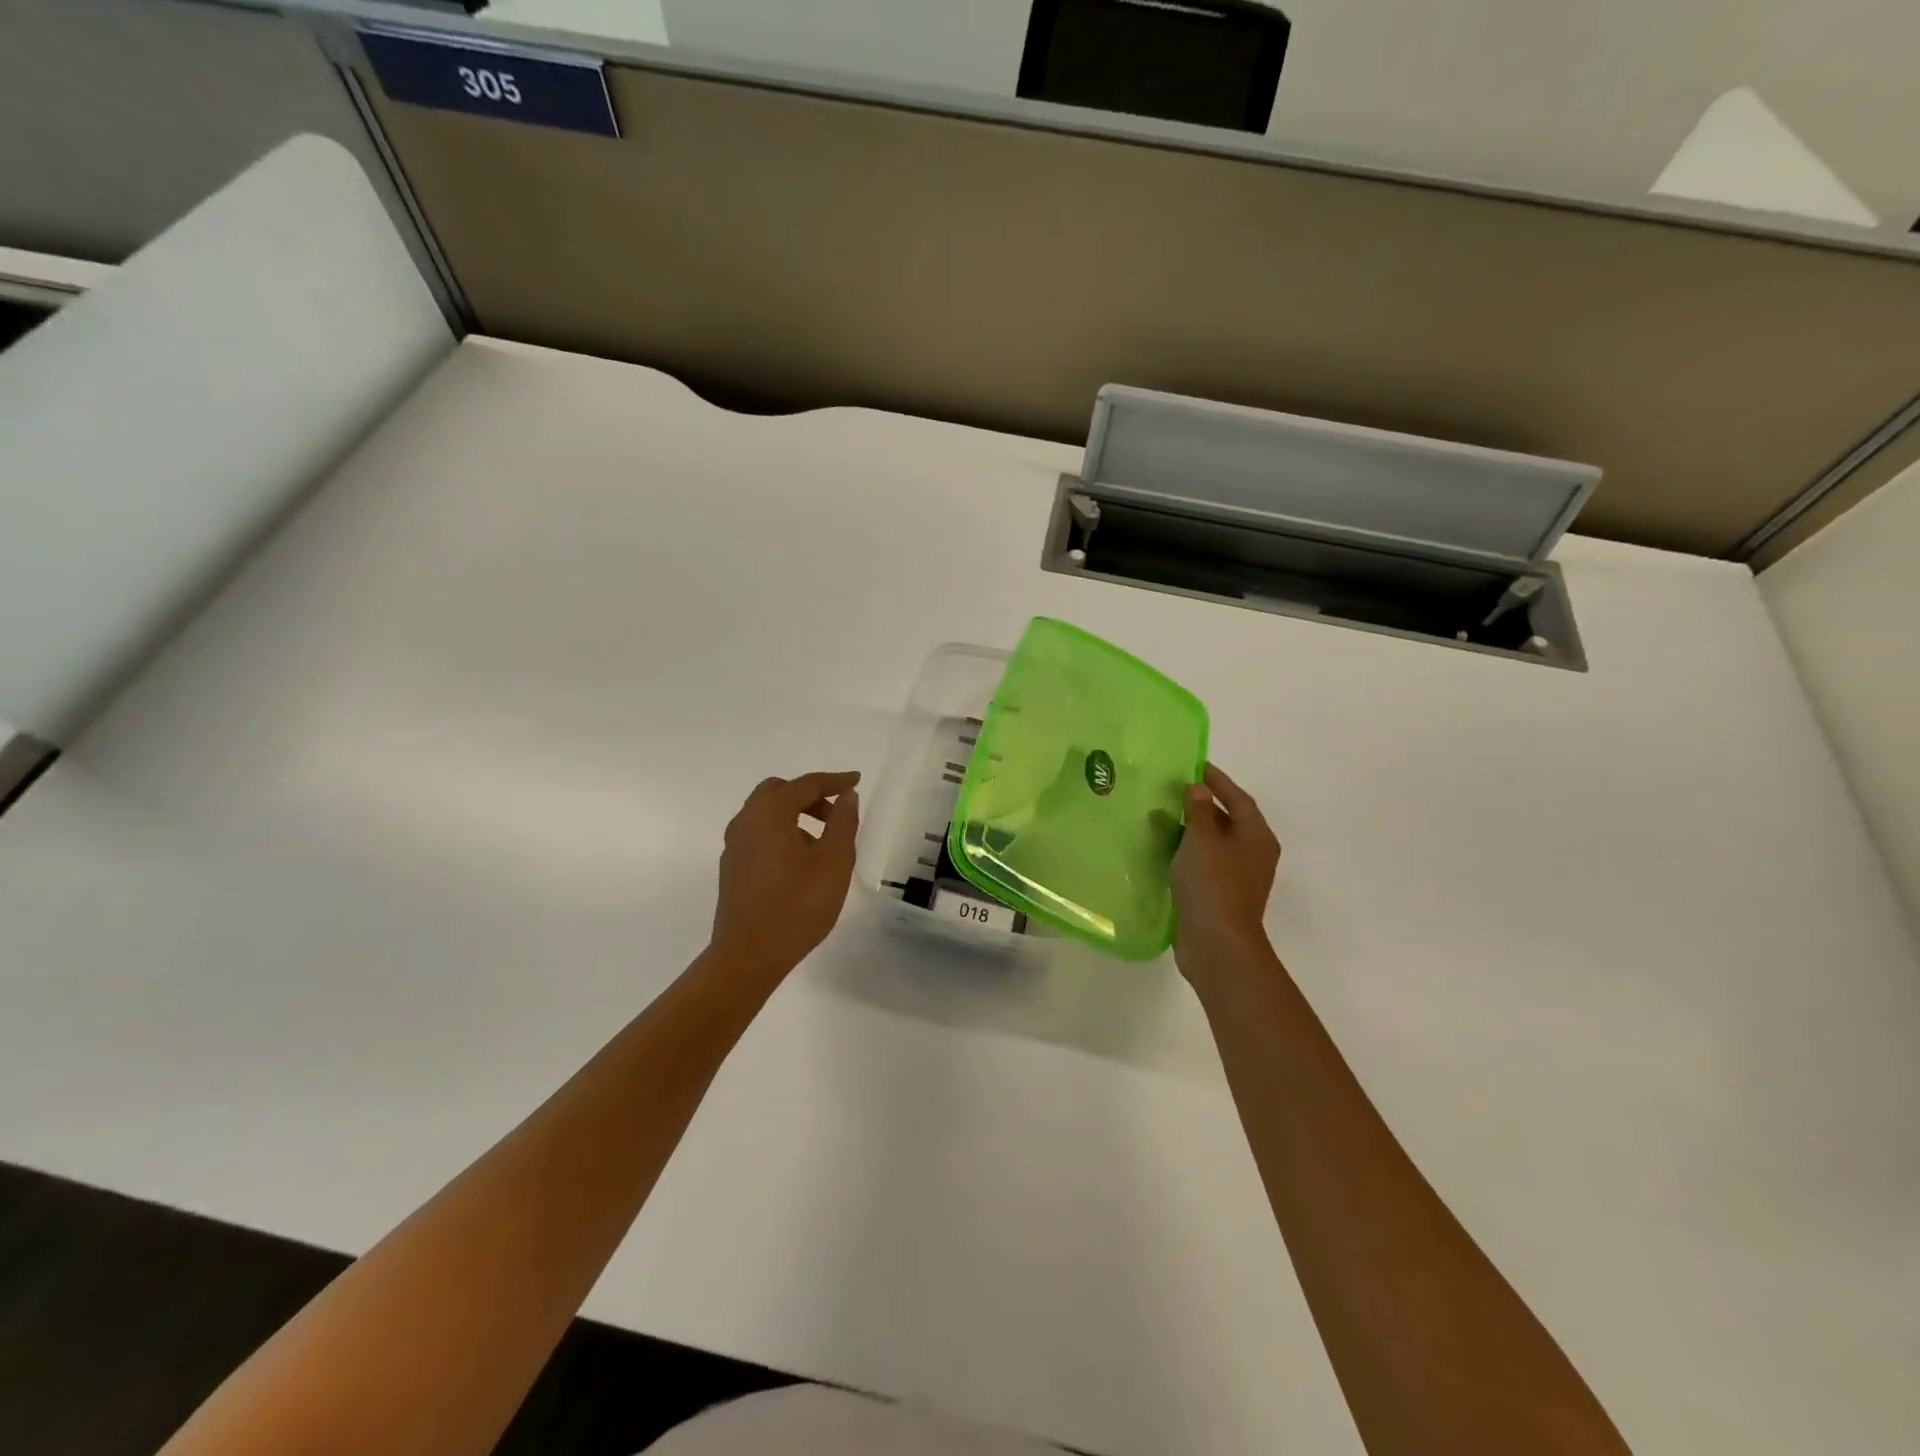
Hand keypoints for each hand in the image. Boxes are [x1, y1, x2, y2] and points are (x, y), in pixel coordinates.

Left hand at [711, 771, 860, 976]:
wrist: (749, 955)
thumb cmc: (798, 905)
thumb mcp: (834, 862)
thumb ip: (843, 823)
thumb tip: (846, 796)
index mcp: (770, 813)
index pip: (806, 784)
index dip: (834, 781)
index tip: (855, 780)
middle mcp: (746, 821)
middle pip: (779, 792)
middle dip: (810, 796)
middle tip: (835, 814)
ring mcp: (734, 845)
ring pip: (765, 813)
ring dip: (794, 815)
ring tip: (822, 841)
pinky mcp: (732, 867)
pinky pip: (758, 834)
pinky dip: (780, 832)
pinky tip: (799, 861)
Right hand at [1172, 763, 1281, 980]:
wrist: (1217, 944)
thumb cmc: (1213, 884)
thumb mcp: (1202, 839)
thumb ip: (1199, 810)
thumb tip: (1199, 789)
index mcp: (1256, 837)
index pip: (1238, 798)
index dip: (1217, 781)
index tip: (1194, 765)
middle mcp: (1252, 854)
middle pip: (1228, 820)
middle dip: (1202, 804)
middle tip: (1173, 789)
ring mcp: (1237, 878)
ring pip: (1213, 843)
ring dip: (1191, 829)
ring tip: (1162, 815)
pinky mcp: (1219, 895)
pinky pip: (1203, 863)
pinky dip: (1186, 852)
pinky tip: (1163, 849)